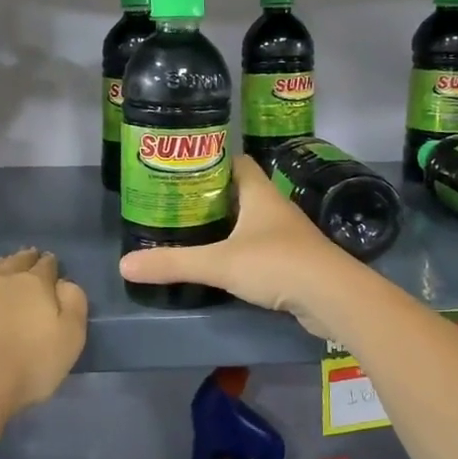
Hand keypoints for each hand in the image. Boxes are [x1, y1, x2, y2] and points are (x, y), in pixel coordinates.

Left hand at [0, 248, 87, 422]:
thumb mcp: (70, 341)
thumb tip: (64, 282)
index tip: (49, 265)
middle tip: (26, 262)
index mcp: (33, 284)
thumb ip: (74, 304)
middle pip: (14, 261)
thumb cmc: (25, 369)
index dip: (49, 265)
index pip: (45, 266)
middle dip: (23, 260)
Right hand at [120, 156, 352, 336]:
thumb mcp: (219, 263)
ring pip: (251, 220)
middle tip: (178, 204)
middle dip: (212, 196)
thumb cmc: (277, 264)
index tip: (182, 169)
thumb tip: (125, 265)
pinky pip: (261, 247)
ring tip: (193, 232)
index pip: (235, 162)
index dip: (210, 161)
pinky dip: (242, 250)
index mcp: (259, 193)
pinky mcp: (294, 261)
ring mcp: (287, 235)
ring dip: (227, 224)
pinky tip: (224, 262)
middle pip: (240, 191)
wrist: (333, 297)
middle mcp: (274, 207)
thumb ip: (173, 263)